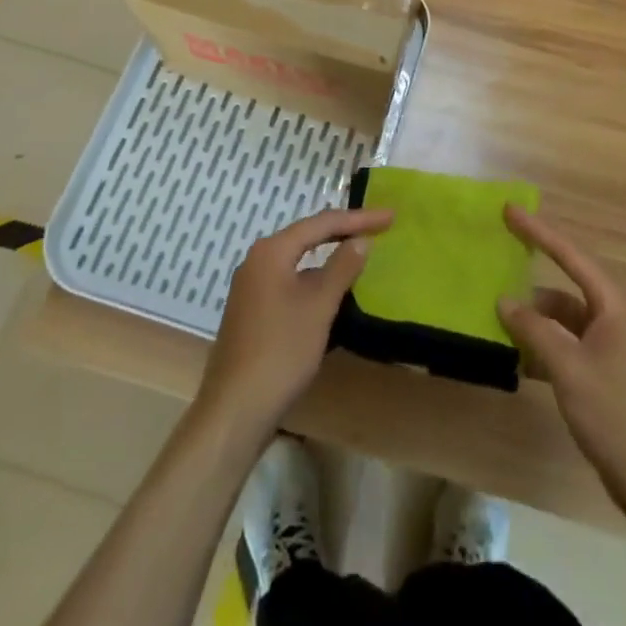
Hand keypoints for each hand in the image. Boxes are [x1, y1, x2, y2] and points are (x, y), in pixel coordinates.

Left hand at [196, 206, 392, 442]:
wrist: (235, 409)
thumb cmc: (281, 351)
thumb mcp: (319, 306)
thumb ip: (342, 267)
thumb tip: (361, 240)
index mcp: (272, 251)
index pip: (322, 223)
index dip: (359, 218)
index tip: (390, 216)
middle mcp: (257, 260)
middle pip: (308, 236)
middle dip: (343, 231)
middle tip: (379, 227)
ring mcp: (251, 286)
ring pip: (298, 259)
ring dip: (328, 255)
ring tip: (358, 252)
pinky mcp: (252, 310)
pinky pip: (290, 280)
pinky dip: (314, 278)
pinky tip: (329, 289)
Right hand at [498, 205, 625, 516]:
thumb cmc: (615, 412)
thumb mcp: (568, 367)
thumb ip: (534, 329)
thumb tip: (504, 301)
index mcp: (613, 302)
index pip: (569, 254)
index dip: (538, 230)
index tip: (509, 210)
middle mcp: (614, 314)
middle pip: (566, 281)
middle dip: (532, 273)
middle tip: (499, 254)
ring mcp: (611, 343)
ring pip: (564, 316)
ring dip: (535, 319)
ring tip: (498, 319)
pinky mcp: (604, 370)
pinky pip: (567, 342)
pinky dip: (544, 345)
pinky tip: (518, 359)